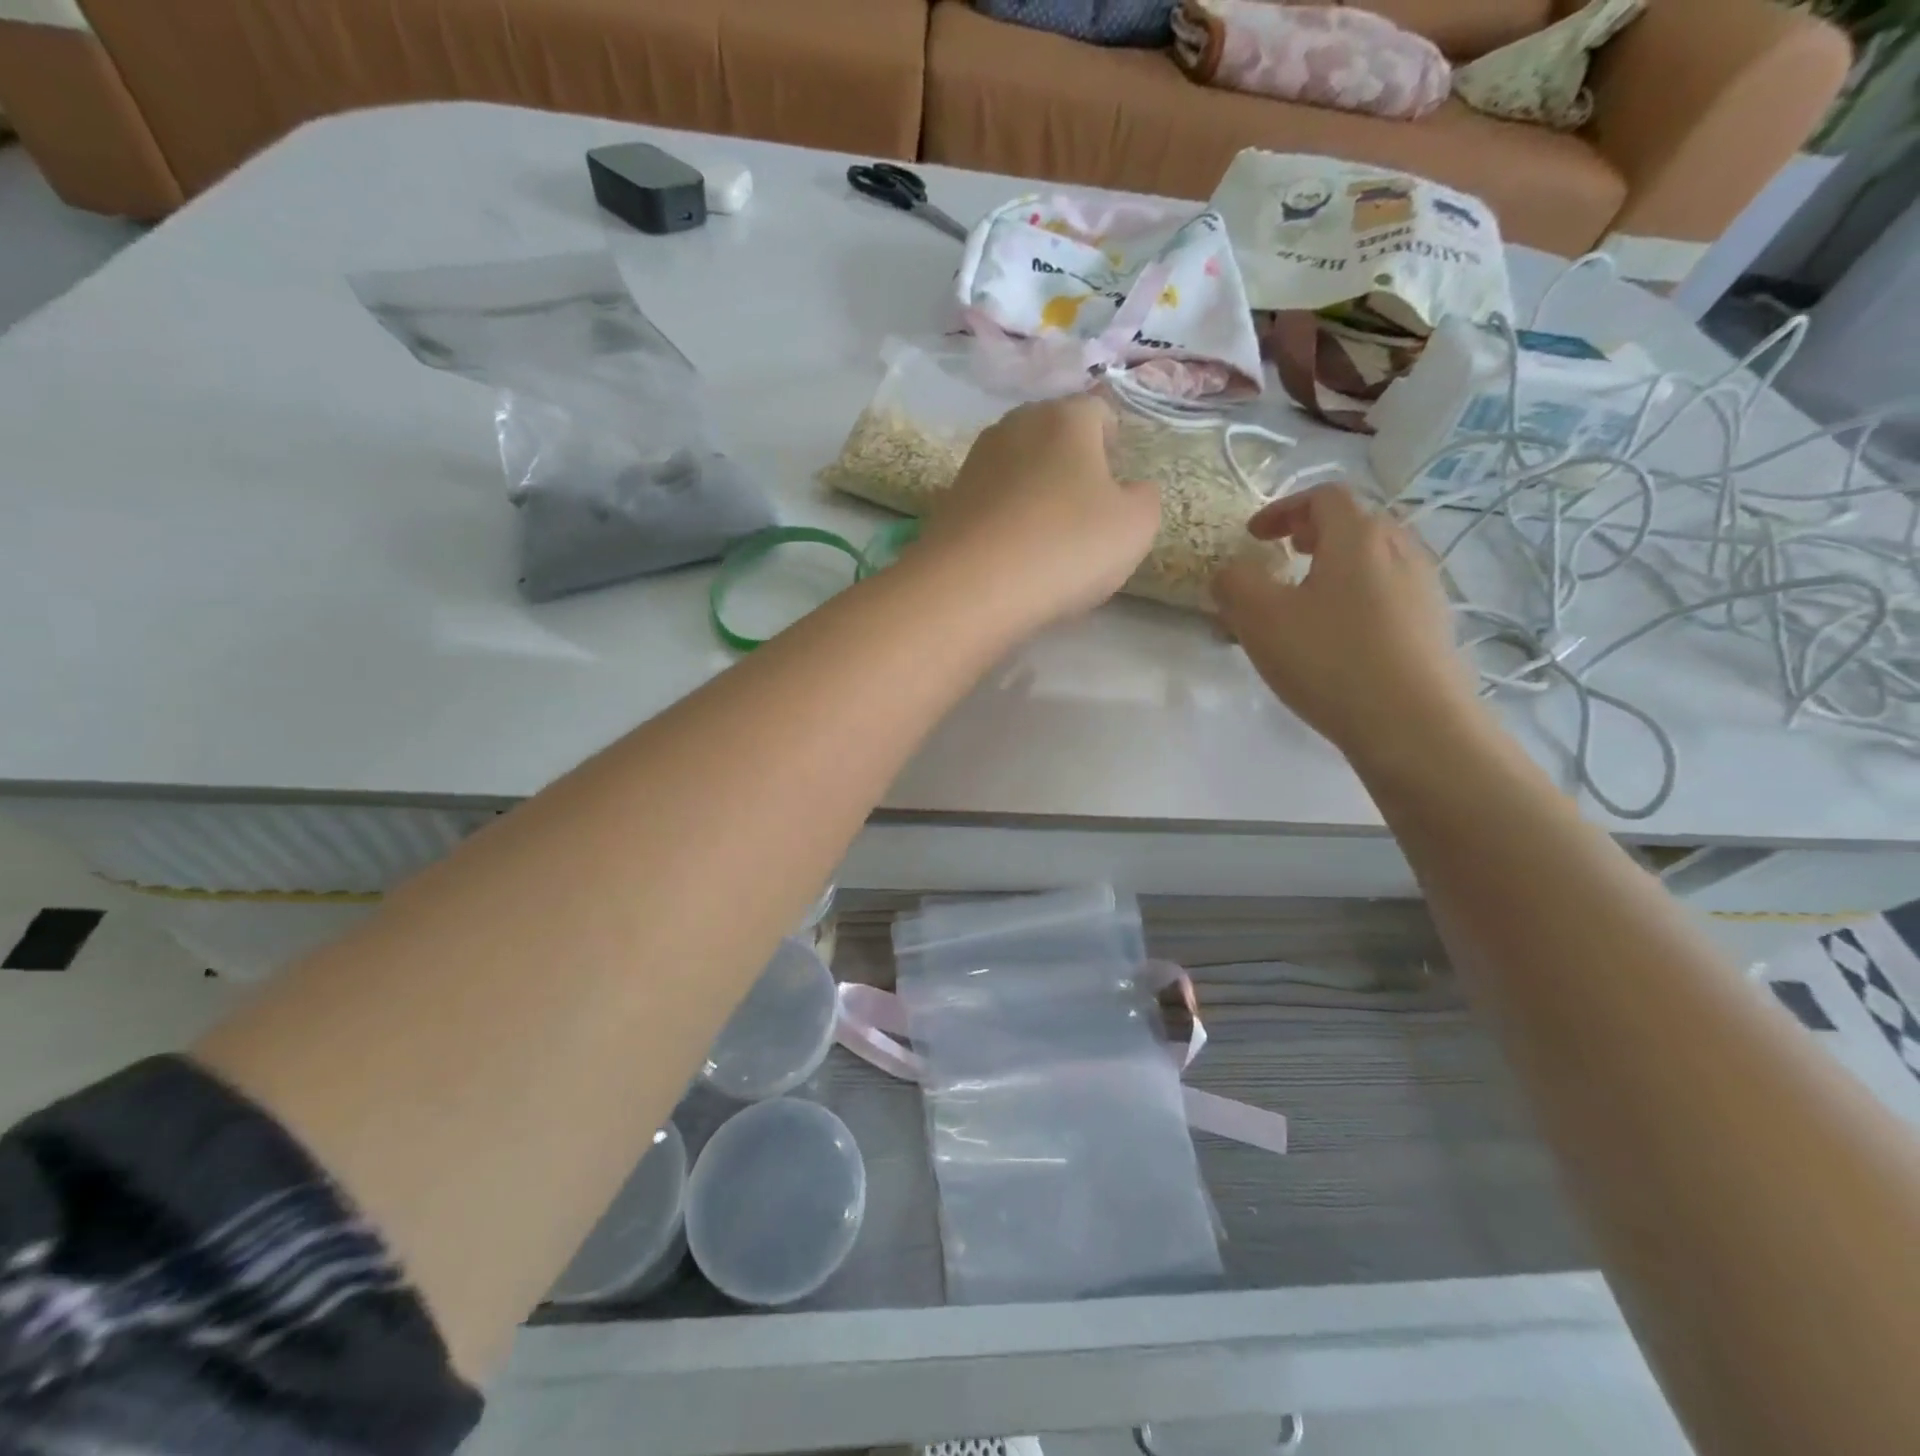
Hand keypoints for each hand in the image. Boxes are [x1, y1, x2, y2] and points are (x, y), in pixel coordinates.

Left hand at [915, 395, 1161, 625]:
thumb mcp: (1135, 527)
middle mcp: (1015, 426)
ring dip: (1035, 490)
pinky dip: (1006, 517)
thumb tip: (1130, 490)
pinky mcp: (948, 500)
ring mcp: (975, 462)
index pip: (1098, 412)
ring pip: (1018, 467)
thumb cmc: (1066, 547)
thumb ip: (1143, 498)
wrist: (971, 588)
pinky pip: (991, 501)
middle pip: (1053, 434)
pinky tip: (1013, 552)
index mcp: (1065, 418)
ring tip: (1048, 534)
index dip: (1113, 442)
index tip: (1118, 477)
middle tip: (1086, 506)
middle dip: (1071, 462)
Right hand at [1212, 484, 1481, 763]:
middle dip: (1312, 533)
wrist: (1414, 724)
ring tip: (1308, 599)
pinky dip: (1357, 596)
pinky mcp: (1433, 626)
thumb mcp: (1260, 619)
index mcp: (1359, 536)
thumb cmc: (1330, 660)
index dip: (1282, 508)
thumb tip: (1230, 572)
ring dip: (1336, 566)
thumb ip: (1234, 584)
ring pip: (1375, 559)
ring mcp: (1425, 588)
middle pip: (1355, 522)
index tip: (1253, 537)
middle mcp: (1401, 549)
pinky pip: (1389, 593)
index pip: (1323, 496)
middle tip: (1283, 556)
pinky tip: (1339, 637)